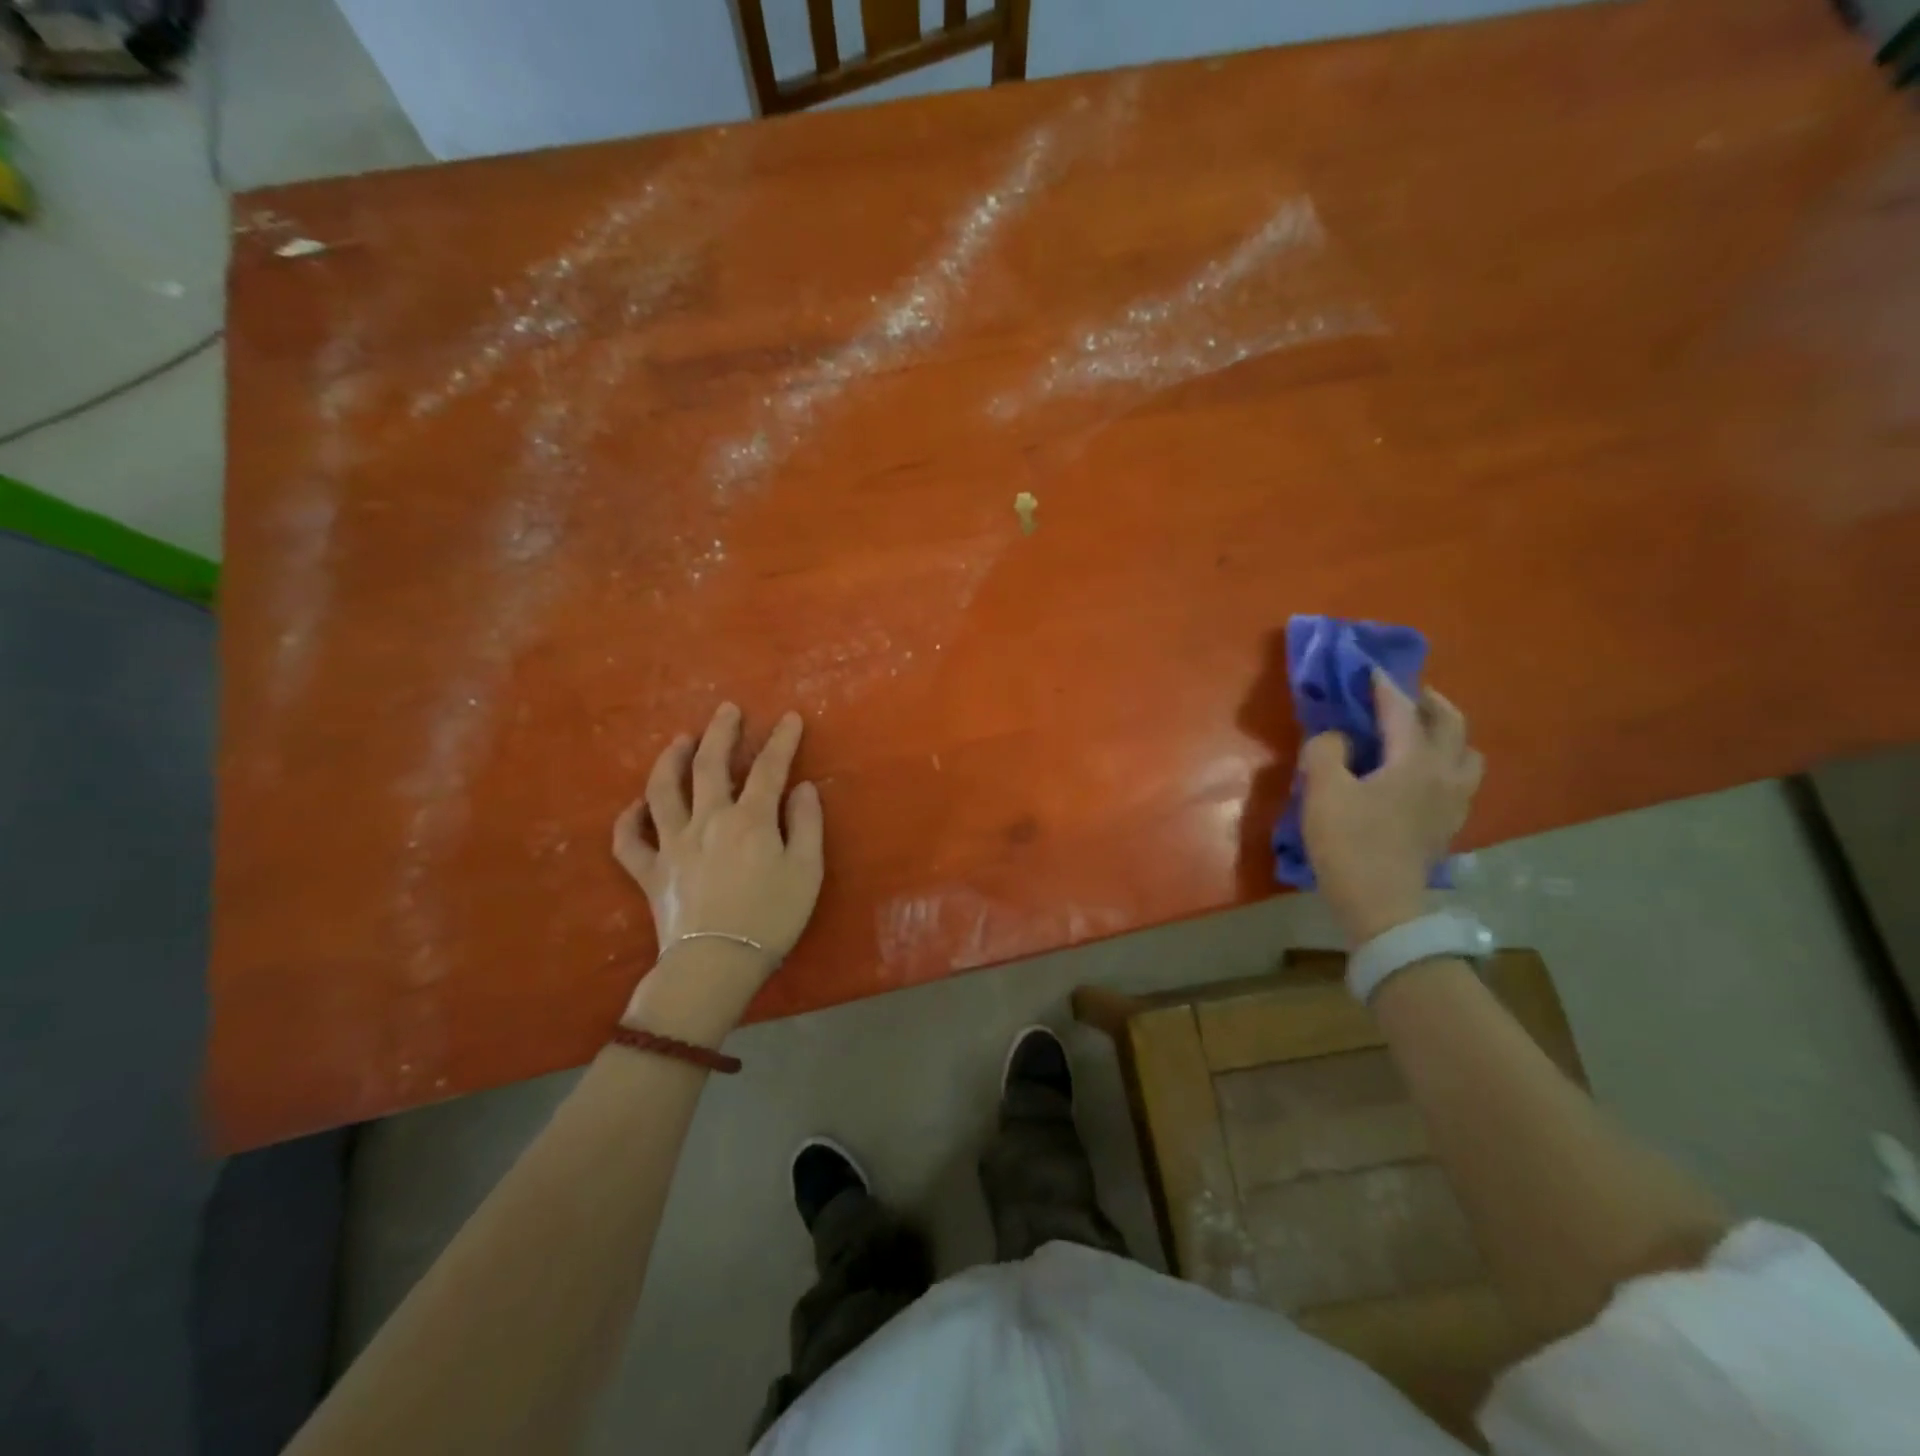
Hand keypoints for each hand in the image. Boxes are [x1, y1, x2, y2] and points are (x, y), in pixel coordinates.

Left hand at [612, 703, 824, 983]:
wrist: (716, 965)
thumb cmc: (771, 918)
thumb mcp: (807, 871)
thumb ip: (806, 824)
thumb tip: (802, 787)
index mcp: (750, 819)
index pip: (768, 768)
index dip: (781, 740)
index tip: (789, 718)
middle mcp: (707, 820)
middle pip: (710, 765)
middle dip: (721, 733)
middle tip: (727, 710)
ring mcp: (673, 844)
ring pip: (663, 791)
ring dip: (671, 761)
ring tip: (680, 741)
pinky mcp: (651, 871)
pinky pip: (630, 841)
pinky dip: (629, 820)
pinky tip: (637, 807)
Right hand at [1300, 670, 1482, 944]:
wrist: (1380, 904)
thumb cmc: (1350, 843)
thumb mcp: (1323, 792)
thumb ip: (1326, 751)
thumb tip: (1336, 737)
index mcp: (1415, 761)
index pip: (1401, 710)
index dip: (1384, 686)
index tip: (1370, 668)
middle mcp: (1444, 774)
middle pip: (1451, 724)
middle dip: (1429, 702)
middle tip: (1404, 694)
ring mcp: (1454, 801)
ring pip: (1466, 753)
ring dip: (1447, 734)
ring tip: (1420, 734)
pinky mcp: (1449, 825)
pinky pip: (1459, 778)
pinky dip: (1445, 762)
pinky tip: (1420, 773)